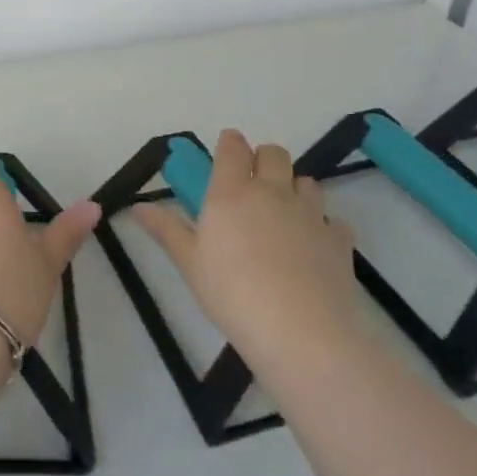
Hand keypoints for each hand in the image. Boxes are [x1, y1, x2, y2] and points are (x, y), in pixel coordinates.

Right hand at [133, 129, 358, 366]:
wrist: (301, 332)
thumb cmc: (232, 294)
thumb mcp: (189, 263)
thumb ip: (166, 230)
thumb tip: (137, 206)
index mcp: (231, 192)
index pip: (233, 147)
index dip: (230, 143)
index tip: (226, 151)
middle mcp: (272, 192)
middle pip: (274, 153)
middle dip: (264, 159)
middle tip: (252, 184)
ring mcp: (310, 213)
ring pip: (306, 182)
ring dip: (294, 188)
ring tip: (284, 215)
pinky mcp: (339, 239)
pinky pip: (333, 220)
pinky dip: (324, 226)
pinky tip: (314, 247)